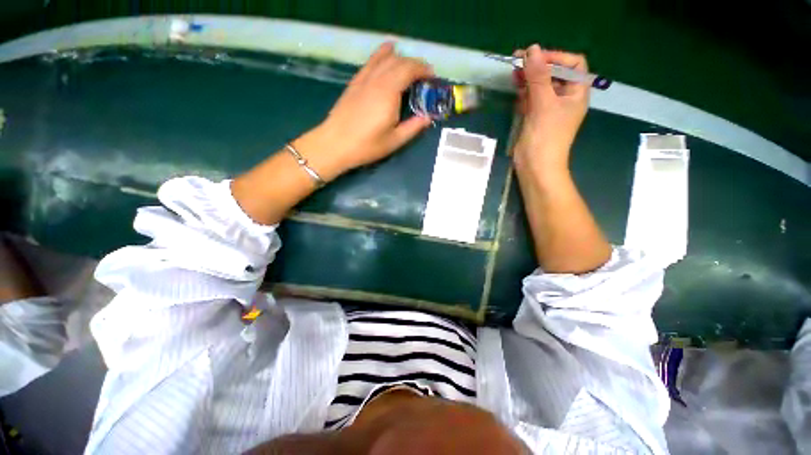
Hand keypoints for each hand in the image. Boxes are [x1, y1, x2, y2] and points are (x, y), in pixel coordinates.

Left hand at [297, 42, 433, 180]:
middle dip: (415, 64)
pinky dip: (382, 53)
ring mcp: (364, 78)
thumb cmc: (366, 146)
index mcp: (389, 93)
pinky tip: (388, 51)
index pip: (409, 70)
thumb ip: (413, 127)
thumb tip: (428, 117)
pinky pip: (371, 61)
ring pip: (385, 58)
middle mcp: (377, 80)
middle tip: (424, 76)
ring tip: (410, 66)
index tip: (432, 77)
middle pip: (399, 61)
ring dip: (401, 58)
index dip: (423, 70)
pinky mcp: (355, 82)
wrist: (335, 144)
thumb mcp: (394, 141)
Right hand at [512, 44, 588, 174]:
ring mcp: (549, 109)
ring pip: (540, 86)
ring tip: (513, 74)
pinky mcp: (535, 118)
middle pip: (554, 74)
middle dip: (538, 67)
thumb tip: (532, 49)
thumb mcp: (544, 104)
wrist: (536, 166)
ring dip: (528, 79)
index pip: (572, 64)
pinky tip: (516, 91)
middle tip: (517, 61)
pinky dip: (524, 94)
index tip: (534, 58)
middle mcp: (565, 98)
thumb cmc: (546, 136)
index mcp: (576, 93)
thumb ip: (538, 77)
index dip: (555, 57)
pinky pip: (531, 99)